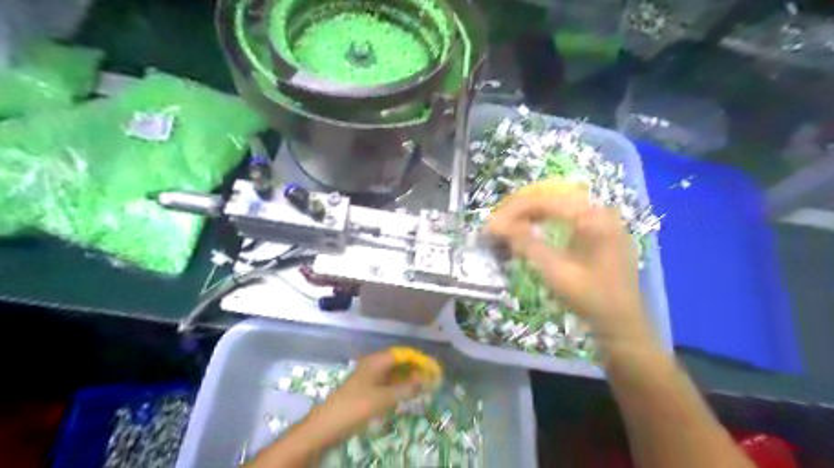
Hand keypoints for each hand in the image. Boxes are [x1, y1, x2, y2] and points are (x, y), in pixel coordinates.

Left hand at [301, 351, 423, 446]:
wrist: (328, 424)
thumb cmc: (357, 406)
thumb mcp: (385, 398)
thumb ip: (406, 388)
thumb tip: (425, 379)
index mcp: (377, 361)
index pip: (403, 353)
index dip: (419, 359)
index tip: (432, 367)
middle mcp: (373, 364)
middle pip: (398, 362)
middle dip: (414, 369)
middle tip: (429, 379)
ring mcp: (368, 376)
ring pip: (392, 373)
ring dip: (406, 379)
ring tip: (421, 388)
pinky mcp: (365, 388)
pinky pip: (386, 382)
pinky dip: (397, 386)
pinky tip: (405, 395)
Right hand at [491, 182, 657, 346]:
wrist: (624, 325)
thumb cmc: (591, 300)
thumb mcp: (556, 272)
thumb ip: (526, 244)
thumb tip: (497, 225)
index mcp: (593, 217)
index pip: (545, 201)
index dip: (514, 210)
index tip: (491, 224)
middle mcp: (599, 211)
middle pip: (551, 199)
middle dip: (520, 210)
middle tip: (497, 224)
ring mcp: (602, 220)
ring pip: (558, 206)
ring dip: (530, 214)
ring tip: (508, 226)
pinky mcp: (600, 231)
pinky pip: (567, 217)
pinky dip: (545, 222)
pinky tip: (530, 230)